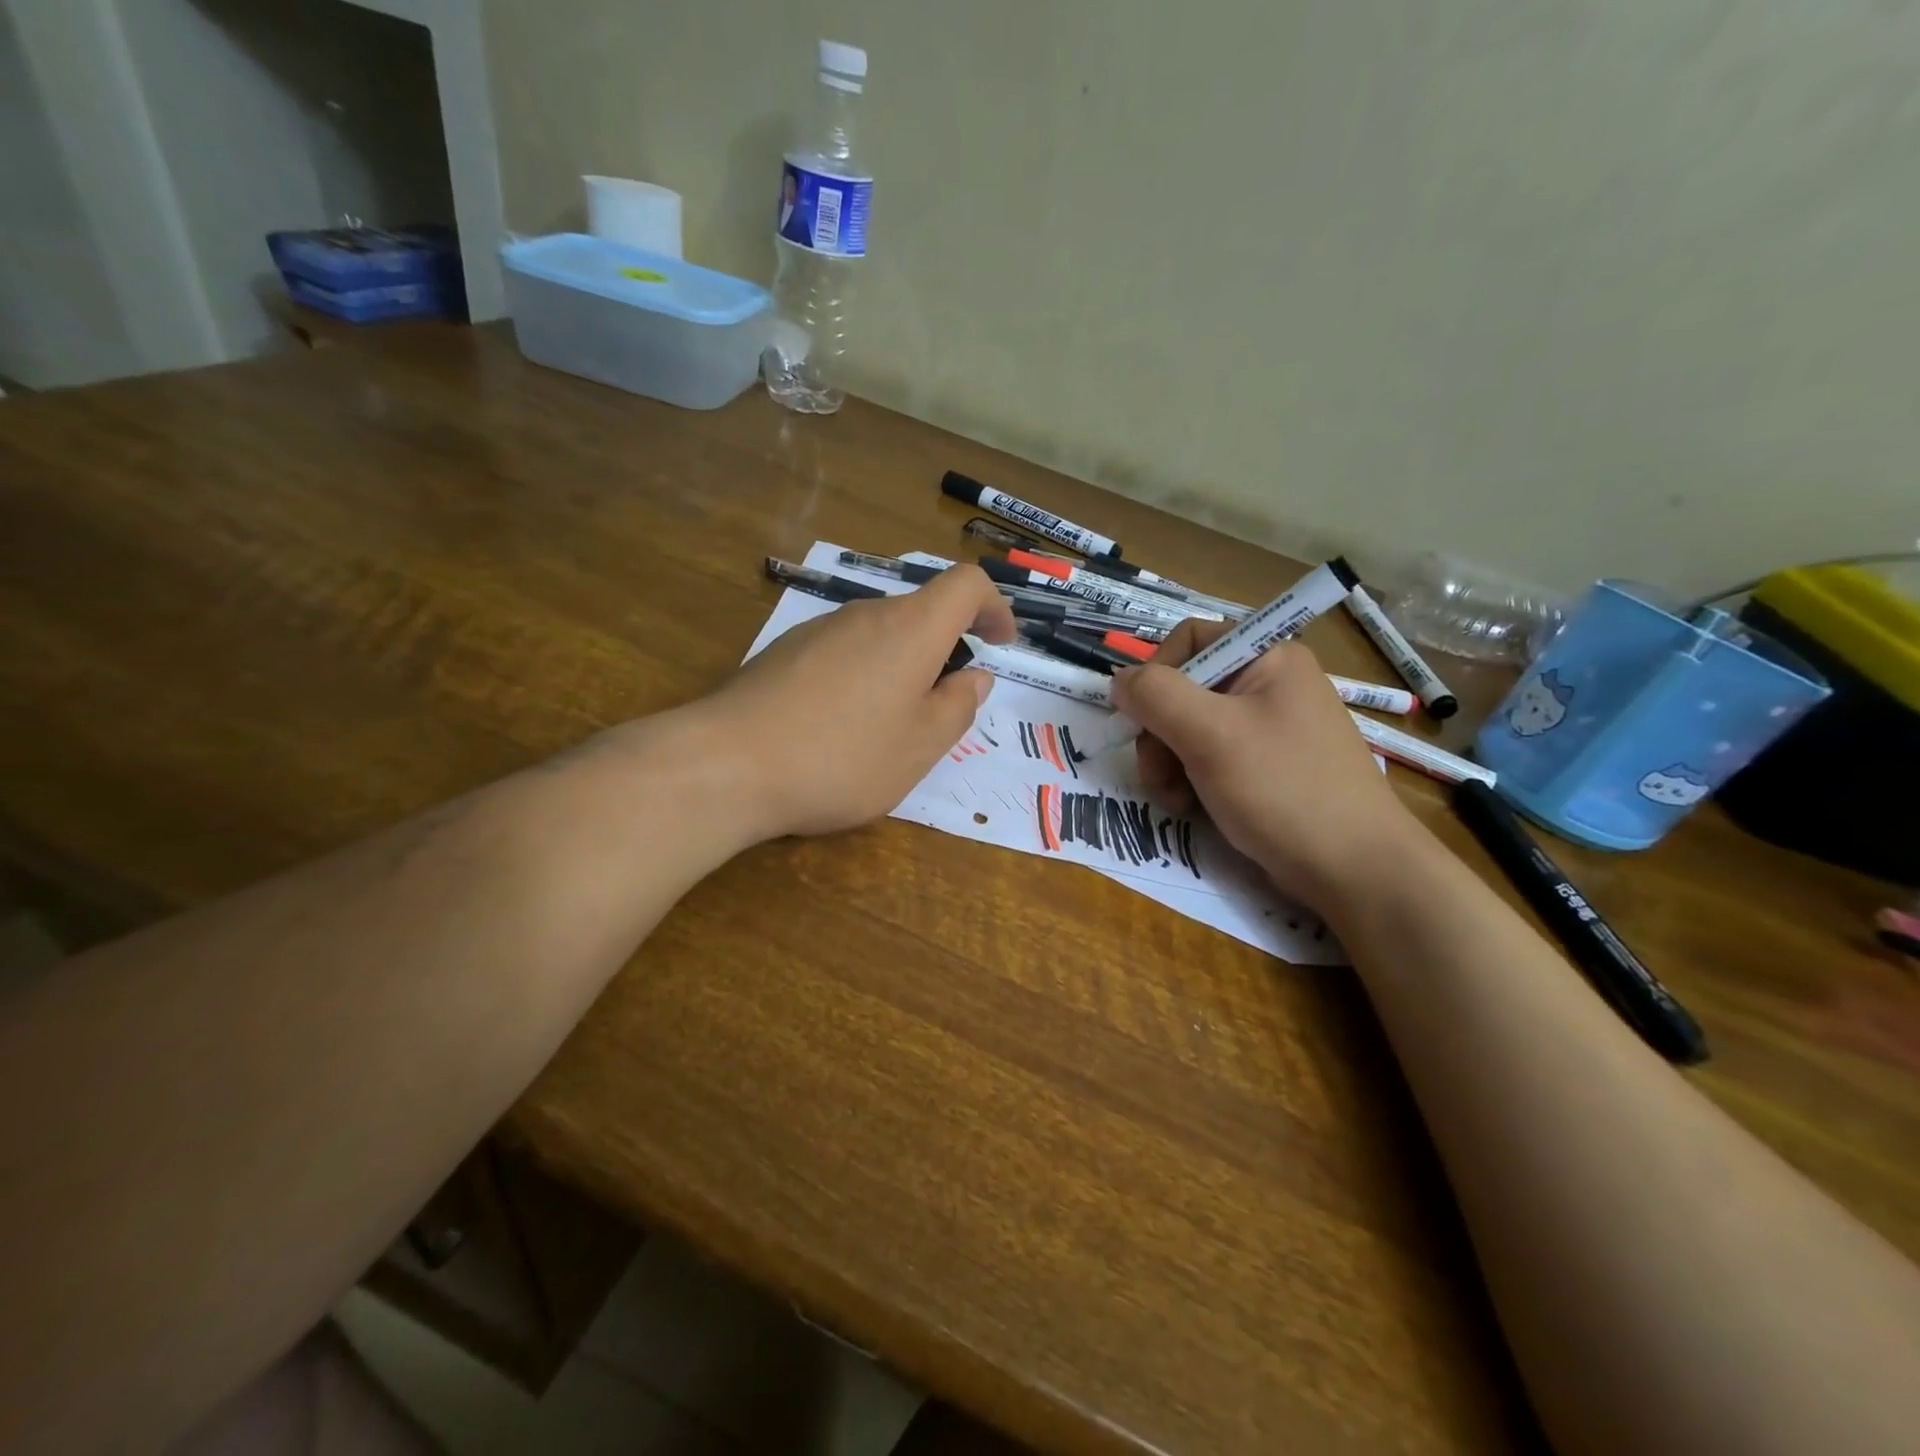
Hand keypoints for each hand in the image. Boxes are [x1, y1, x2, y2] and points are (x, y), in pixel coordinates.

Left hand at [700, 565, 1017, 838]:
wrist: (727, 765)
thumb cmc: (842, 758)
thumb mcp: (920, 746)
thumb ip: (958, 707)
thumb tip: (974, 677)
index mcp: (910, 630)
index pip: (966, 585)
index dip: (994, 606)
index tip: (1000, 643)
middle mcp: (864, 615)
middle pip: (920, 612)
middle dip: (945, 650)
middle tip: (944, 707)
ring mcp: (818, 631)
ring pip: (879, 635)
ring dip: (901, 668)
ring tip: (889, 727)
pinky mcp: (783, 653)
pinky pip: (842, 653)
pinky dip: (862, 677)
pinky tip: (839, 727)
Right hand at [1109, 620, 1417, 908]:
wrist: (1354, 870)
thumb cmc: (1283, 790)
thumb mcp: (1210, 735)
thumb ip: (1156, 696)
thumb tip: (1120, 680)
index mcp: (1267, 657)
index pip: (1189, 640)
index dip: (1155, 675)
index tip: (1140, 719)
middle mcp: (1269, 683)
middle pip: (1183, 689)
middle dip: (1159, 733)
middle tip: (1159, 775)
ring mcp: (1268, 727)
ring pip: (1189, 728)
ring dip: (1168, 763)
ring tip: (1178, 800)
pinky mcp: (1266, 765)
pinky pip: (1209, 757)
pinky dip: (1191, 781)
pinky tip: (1194, 808)